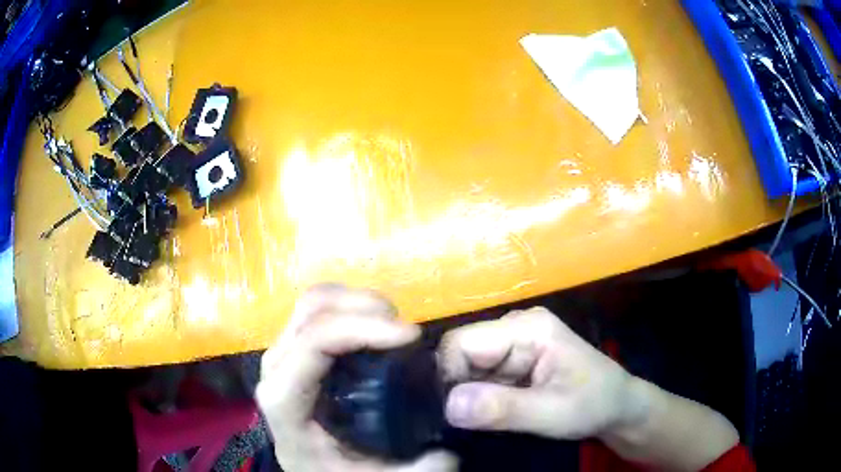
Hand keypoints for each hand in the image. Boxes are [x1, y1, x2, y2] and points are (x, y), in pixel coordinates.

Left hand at [256, 284, 457, 471]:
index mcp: (286, 402)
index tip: (410, 336)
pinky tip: (375, 328)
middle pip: (310, 312)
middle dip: (363, 307)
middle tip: (407, 331)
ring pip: (312, 304)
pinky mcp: (295, 351)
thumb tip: (446, 452)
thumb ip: (417, 469)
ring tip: (394, 327)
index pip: (311, 345)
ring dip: (357, 303)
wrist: (309, 467)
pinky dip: (350, 308)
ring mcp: (283, 356)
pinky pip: (316, 312)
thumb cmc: (334, 471)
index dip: (359, 329)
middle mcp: (276, 371)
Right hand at [439, 307, 634, 439]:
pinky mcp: (514, 362)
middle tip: (466, 422)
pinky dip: (478, 398)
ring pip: (467, 368)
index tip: (451, 413)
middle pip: (462, 353)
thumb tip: (448, 405)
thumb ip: (502, 409)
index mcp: (527, 328)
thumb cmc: (594, 405)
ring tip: (479, 421)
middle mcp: (515, 328)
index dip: (448, 376)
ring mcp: (514, 345)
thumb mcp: (552, 413)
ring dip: (468, 396)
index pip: (462, 342)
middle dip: (458, 388)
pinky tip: (487, 415)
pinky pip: (480, 378)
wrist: (618, 408)